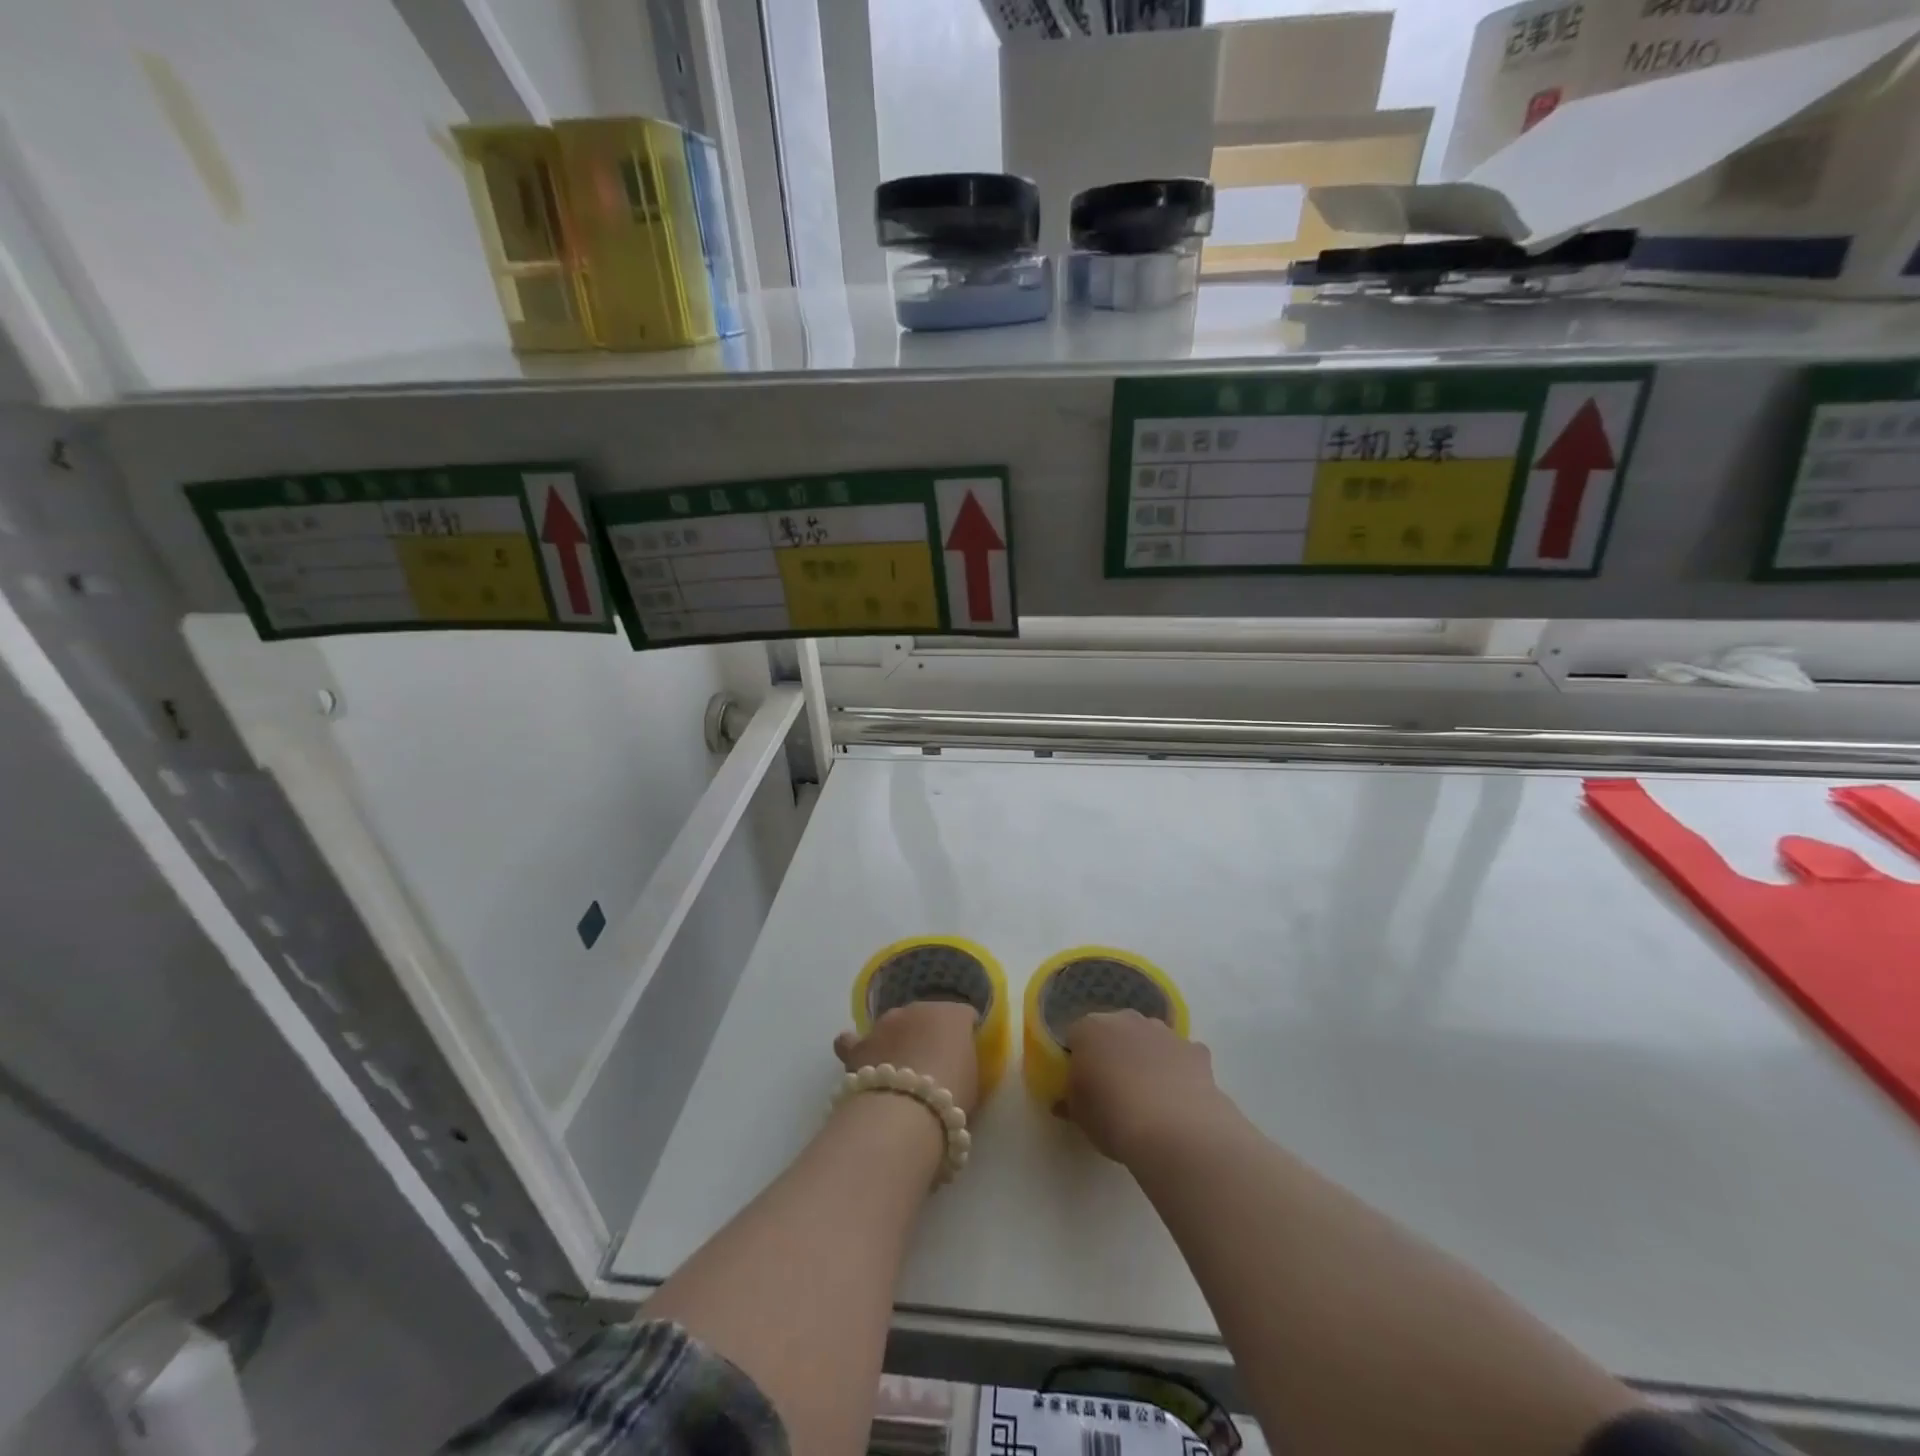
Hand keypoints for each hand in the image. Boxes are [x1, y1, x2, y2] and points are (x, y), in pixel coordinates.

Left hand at [834, 1001, 981, 1117]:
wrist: (906, 1112)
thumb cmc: (950, 1097)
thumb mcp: (971, 1078)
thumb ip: (962, 1060)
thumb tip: (952, 1060)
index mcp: (952, 1015)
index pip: (962, 1015)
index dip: (962, 1033)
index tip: (962, 1054)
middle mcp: (918, 1009)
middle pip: (924, 1017)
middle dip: (925, 1035)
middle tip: (928, 1065)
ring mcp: (885, 1023)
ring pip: (891, 1026)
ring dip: (894, 1041)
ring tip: (895, 1070)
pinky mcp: (860, 1044)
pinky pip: (854, 1041)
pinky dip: (856, 1048)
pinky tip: (860, 1061)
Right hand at [1064, 1010, 1224, 1164]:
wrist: (1177, 1132)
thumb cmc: (1114, 1119)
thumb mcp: (1079, 1116)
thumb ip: (1071, 1100)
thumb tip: (1066, 1099)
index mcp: (1090, 1029)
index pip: (1076, 1036)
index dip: (1079, 1059)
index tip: (1084, 1084)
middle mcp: (1126, 1020)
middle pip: (1114, 1031)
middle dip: (1114, 1052)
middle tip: (1115, 1088)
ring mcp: (1164, 1032)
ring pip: (1149, 1038)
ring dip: (1146, 1056)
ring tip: (1150, 1095)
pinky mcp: (1195, 1050)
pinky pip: (1180, 1055)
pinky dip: (1178, 1068)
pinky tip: (1179, 1097)